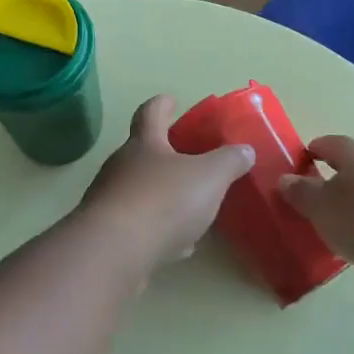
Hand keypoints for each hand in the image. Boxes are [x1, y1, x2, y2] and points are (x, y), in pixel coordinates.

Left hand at [78, 95, 254, 269]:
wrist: (114, 253)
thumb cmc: (163, 201)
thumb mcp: (209, 176)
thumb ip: (229, 161)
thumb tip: (245, 150)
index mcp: (144, 144)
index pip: (151, 113)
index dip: (162, 104)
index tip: (170, 100)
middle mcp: (121, 167)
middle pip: (141, 152)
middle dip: (163, 153)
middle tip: (188, 158)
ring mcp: (110, 202)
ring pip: (139, 191)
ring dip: (162, 195)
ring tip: (189, 206)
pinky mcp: (108, 236)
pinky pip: (138, 226)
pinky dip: (158, 230)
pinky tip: (178, 246)